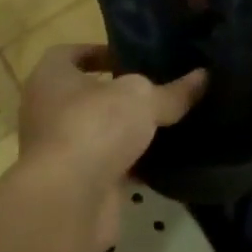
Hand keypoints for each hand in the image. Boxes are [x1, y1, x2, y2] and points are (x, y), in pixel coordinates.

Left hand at [17, 45, 206, 187]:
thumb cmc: (95, 127)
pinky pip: (107, 165)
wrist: (69, 199)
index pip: (70, 54)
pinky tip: (163, 160)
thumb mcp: (143, 98)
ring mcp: (58, 150)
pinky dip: (130, 164)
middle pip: (85, 95)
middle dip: (118, 94)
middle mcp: (46, 110)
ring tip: (166, 122)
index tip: (131, 57)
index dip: (99, 52)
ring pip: (97, 132)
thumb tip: (204, 75)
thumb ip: (173, 91)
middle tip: (157, 88)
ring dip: (125, 131)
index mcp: (51, 77)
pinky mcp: (74, 183)